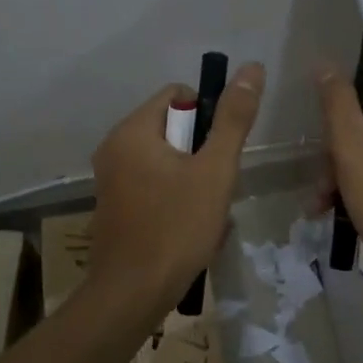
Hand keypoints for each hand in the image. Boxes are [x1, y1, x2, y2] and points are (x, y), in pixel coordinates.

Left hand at [86, 63, 264, 316]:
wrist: (132, 294)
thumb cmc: (176, 227)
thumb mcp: (214, 170)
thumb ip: (233, 119)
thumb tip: (252, 68)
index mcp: (132, 131)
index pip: (177, 95)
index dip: (208, 115)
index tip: (220, 152)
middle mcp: (114, 148)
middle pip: (172, 128)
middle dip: (202, 154)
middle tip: (216, 186)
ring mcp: (111, 179)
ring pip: (167, 161)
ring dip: (194, 179)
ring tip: (206, 211)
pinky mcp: (114, 206)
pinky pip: (153, 184)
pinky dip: (175, 197)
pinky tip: (190, 227)